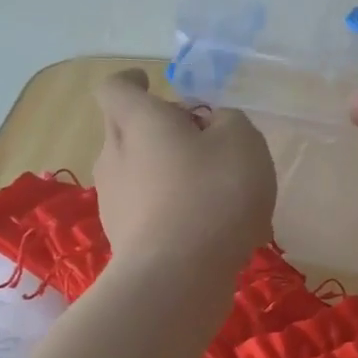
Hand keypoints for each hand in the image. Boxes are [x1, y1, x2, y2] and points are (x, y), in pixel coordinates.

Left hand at [93, 69, 275, 266]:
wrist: (179, 277)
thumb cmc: (213, 193)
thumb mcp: (243, 141)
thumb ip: (229, 121)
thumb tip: (214, 125)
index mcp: (139, 121)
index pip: (116, 88)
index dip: (131, 81)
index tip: (149, 82)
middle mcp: (115, 156)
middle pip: (126, 130)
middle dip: (157, 128)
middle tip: (198, 136)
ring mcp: (115, 202)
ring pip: (138, 172)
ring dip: (168, 172)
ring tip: (215, 191)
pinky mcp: (126, 240)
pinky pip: (149, 211)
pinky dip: (174, 210)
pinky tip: (211, 229)